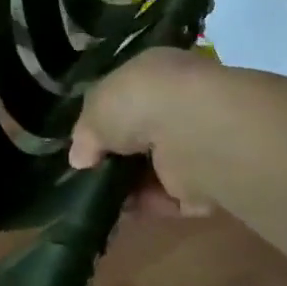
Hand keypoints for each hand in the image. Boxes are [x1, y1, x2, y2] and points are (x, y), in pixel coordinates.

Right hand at [69, 48, 219, 216]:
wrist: (193, 131)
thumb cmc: (139, 102)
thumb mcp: (96, 106)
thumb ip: (86, 131)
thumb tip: (80, 158)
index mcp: (156, 75)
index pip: (127, 97)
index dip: (104, 120)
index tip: (84, 143)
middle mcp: (178, 105)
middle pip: (140, 136)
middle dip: (115, 156)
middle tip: (89, 174)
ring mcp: (194, 145)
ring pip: (154, 168)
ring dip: (129, 184)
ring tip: (98, 197)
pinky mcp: (206, 183)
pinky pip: (170, 197)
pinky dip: (148, 205)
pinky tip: (123, 211)